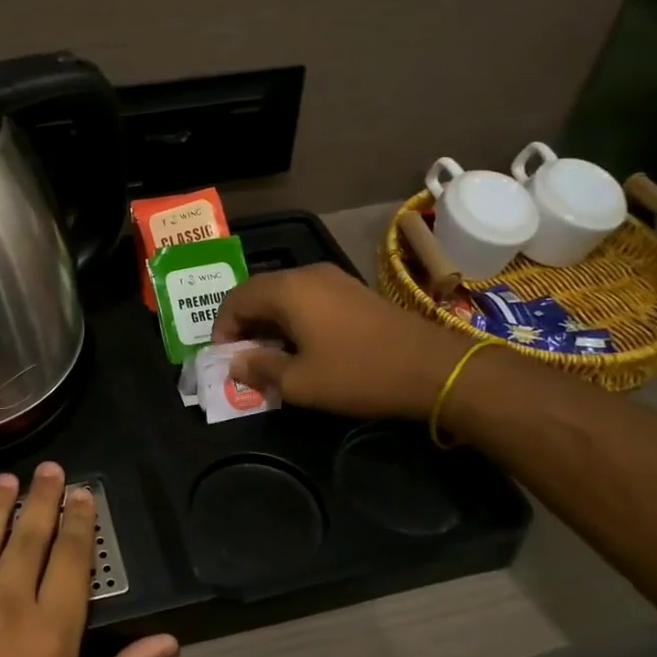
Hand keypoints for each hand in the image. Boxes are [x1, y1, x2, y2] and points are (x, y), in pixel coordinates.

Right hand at [212, 263, 464, 417]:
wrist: (433, 367)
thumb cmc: (359, 374)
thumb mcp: (301, 382)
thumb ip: (260, 369)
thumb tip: (234, 364)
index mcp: (288, 290)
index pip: (236, 298)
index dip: (222, 328)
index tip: (224, 359)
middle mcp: (307, 274)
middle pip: (259, 292)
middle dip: (244, 324)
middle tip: (243, 359)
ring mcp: (333, 279)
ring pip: (284, 295)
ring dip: (269, 322)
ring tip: (270, 356)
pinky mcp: (352, 291)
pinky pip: (307, 298)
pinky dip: (293, 319)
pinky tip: (301, 347)